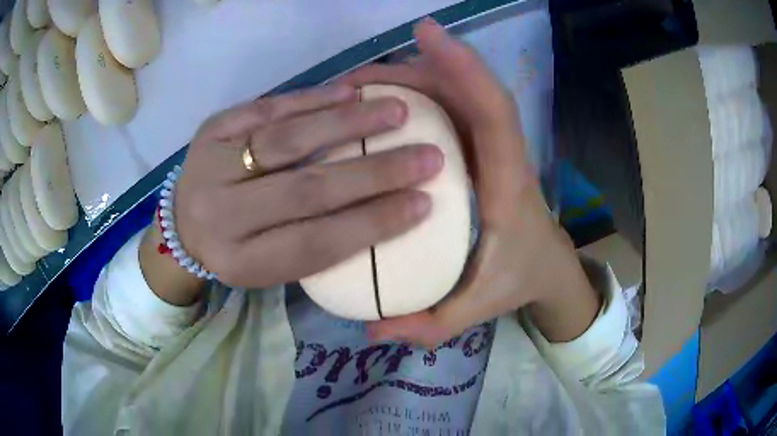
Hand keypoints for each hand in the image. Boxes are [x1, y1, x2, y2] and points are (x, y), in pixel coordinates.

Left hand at [142, 82, 446, 304]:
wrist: (180, 224)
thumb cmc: (236, 250)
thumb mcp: (270, 266)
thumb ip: (316, 244)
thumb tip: (383, 208)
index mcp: (241, 262)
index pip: (316, 244)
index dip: (373, 224)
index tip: (423, 204)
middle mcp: (221, 217)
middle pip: (306, 190)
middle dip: (375, 171)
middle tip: (428, 156)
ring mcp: (212, 165)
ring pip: (288, 140)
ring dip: (349, 123)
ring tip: (398, 112)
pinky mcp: (212, 129)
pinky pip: (268, 109)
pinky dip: (313, 99)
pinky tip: (351, 92)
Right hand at [341, 19, 598, 344]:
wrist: (547, 268)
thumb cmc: (517, 279)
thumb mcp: (475, 310)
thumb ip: (428, 325)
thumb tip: (372, 329)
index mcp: (506, 182)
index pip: (493, 110)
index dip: (464, 66)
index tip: (428, 34)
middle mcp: (499, 152)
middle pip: (467, 91)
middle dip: (415, 68)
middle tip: (356, 78)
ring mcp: (489, 146)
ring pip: (455, 95)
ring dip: (409, 80)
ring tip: (355, 89)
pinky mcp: (478, 148)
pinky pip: (449, 110)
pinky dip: (415, 97)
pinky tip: (377, 109)